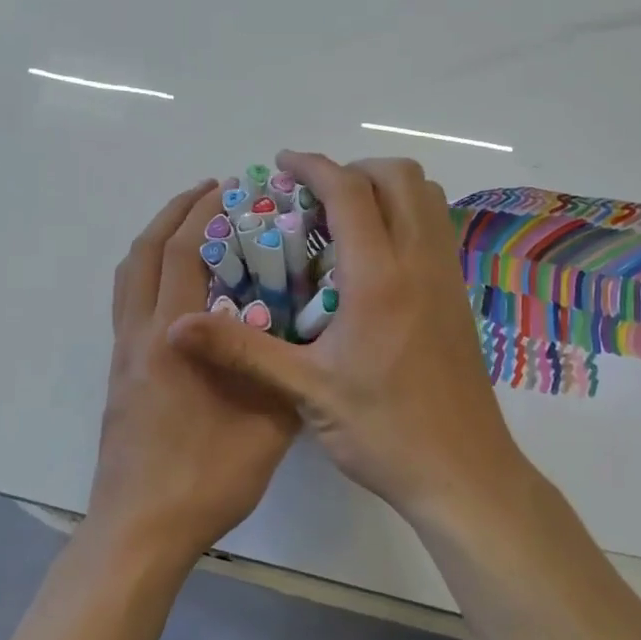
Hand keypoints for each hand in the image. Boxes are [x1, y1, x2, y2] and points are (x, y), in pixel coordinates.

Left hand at [87, 180, 301, 567]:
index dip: (204, 214)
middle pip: (147, 251)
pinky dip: (145, 271)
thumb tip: (305, 335)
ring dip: (155, 237)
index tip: (230, 190)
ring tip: (188, 223)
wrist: (141, 529)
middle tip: (211, 192)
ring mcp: (123, 354)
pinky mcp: (118, 373)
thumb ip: (283, 372)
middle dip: (177, 212)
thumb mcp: (268, 425)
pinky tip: (173, 283)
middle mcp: (141, 334)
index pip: (183, 254)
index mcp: (176, 338)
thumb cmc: (207, 477)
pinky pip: (126, 301)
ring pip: (129, 274)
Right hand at [170, 152, 526, 523]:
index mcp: (379, 277)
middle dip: (354, 169)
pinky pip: (435, 228)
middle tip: (313, 198)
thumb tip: (176, 327)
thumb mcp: (306, 392)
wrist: (464, 475)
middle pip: (399, 177)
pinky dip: (404, 216)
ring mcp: (447, 278)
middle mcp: (420, 263)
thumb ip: (241, 351)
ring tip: (342, 220)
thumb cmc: (384, 432)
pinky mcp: (459, 297)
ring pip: (426, 198)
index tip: (282, 164)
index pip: (349, 191)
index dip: (312, 166)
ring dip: (384, 189)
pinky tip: (372, 260)